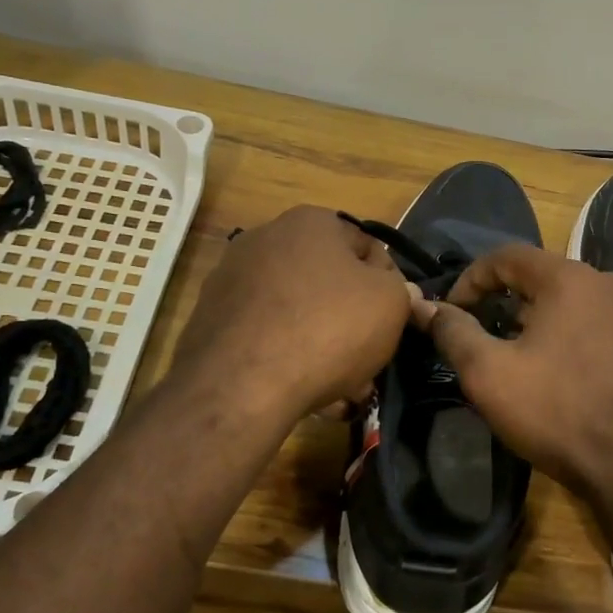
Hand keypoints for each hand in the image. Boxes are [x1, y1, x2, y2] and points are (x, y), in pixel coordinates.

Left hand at [170, 206, 412, 424]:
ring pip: (298, 312)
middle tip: (369, 360)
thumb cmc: (328, 329)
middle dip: (353, 321)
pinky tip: (304, 390)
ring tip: (341, 387)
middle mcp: (265, 239)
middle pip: (329, 282)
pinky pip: (267, 334)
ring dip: (323, 344)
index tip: (395, 322)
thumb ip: (401, 290)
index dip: (390, 286)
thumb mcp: (390, 304)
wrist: (242, 384)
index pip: (368, 247)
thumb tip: (397, 289)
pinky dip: (288, 356)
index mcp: (311, 222)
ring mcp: (232, 279)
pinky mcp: (211, 319)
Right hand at [415, 244, 612, 503]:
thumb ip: (455, 334)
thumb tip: (426, 306)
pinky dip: (591, 341)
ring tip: (539, 363)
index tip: (454, 309)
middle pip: (551, 281)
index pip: (509, 256)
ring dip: (555, 324)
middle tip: (496, 342)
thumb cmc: (562, 415)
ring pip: (587, 305)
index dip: (473, 278)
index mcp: (572, 279)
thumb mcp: (491, 377)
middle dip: (515, 306)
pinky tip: (584, 379)